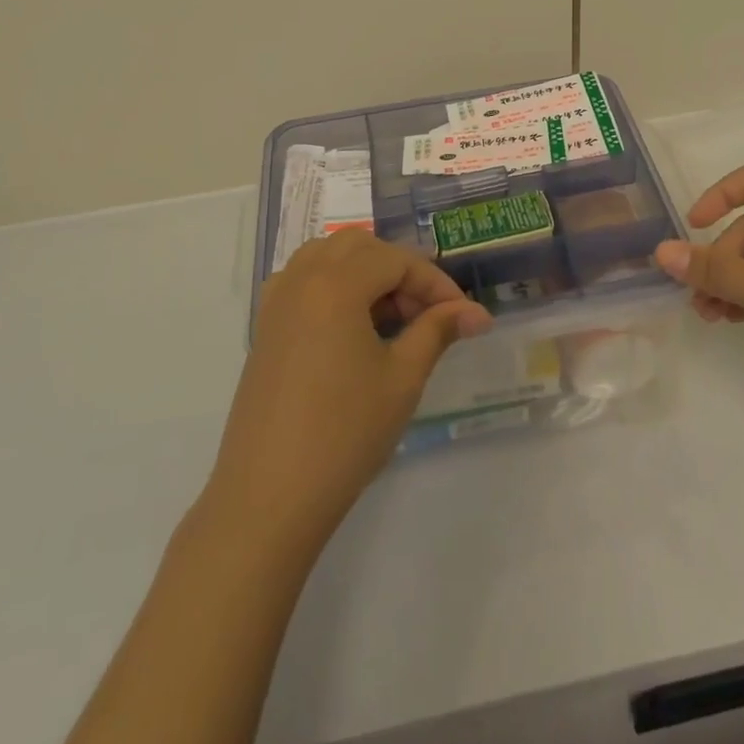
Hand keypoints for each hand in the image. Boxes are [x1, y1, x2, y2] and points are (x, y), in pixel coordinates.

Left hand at [203, 230, 490, 553]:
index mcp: (336, 284)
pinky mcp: (265, 328)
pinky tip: (350, 325)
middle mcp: (302, 279)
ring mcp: (277, 302)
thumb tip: (477, 312)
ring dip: (365, 272)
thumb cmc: (345, 433)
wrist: (269, 497)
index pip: (397, 261)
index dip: (435, 283)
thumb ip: (438, 330)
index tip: (463, 315)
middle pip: (361, 247)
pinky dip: (333, 284)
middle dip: (399, 271)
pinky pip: (303, 280)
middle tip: (425, 315)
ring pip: (327, 256)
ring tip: (390, 316)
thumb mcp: (402, 378)